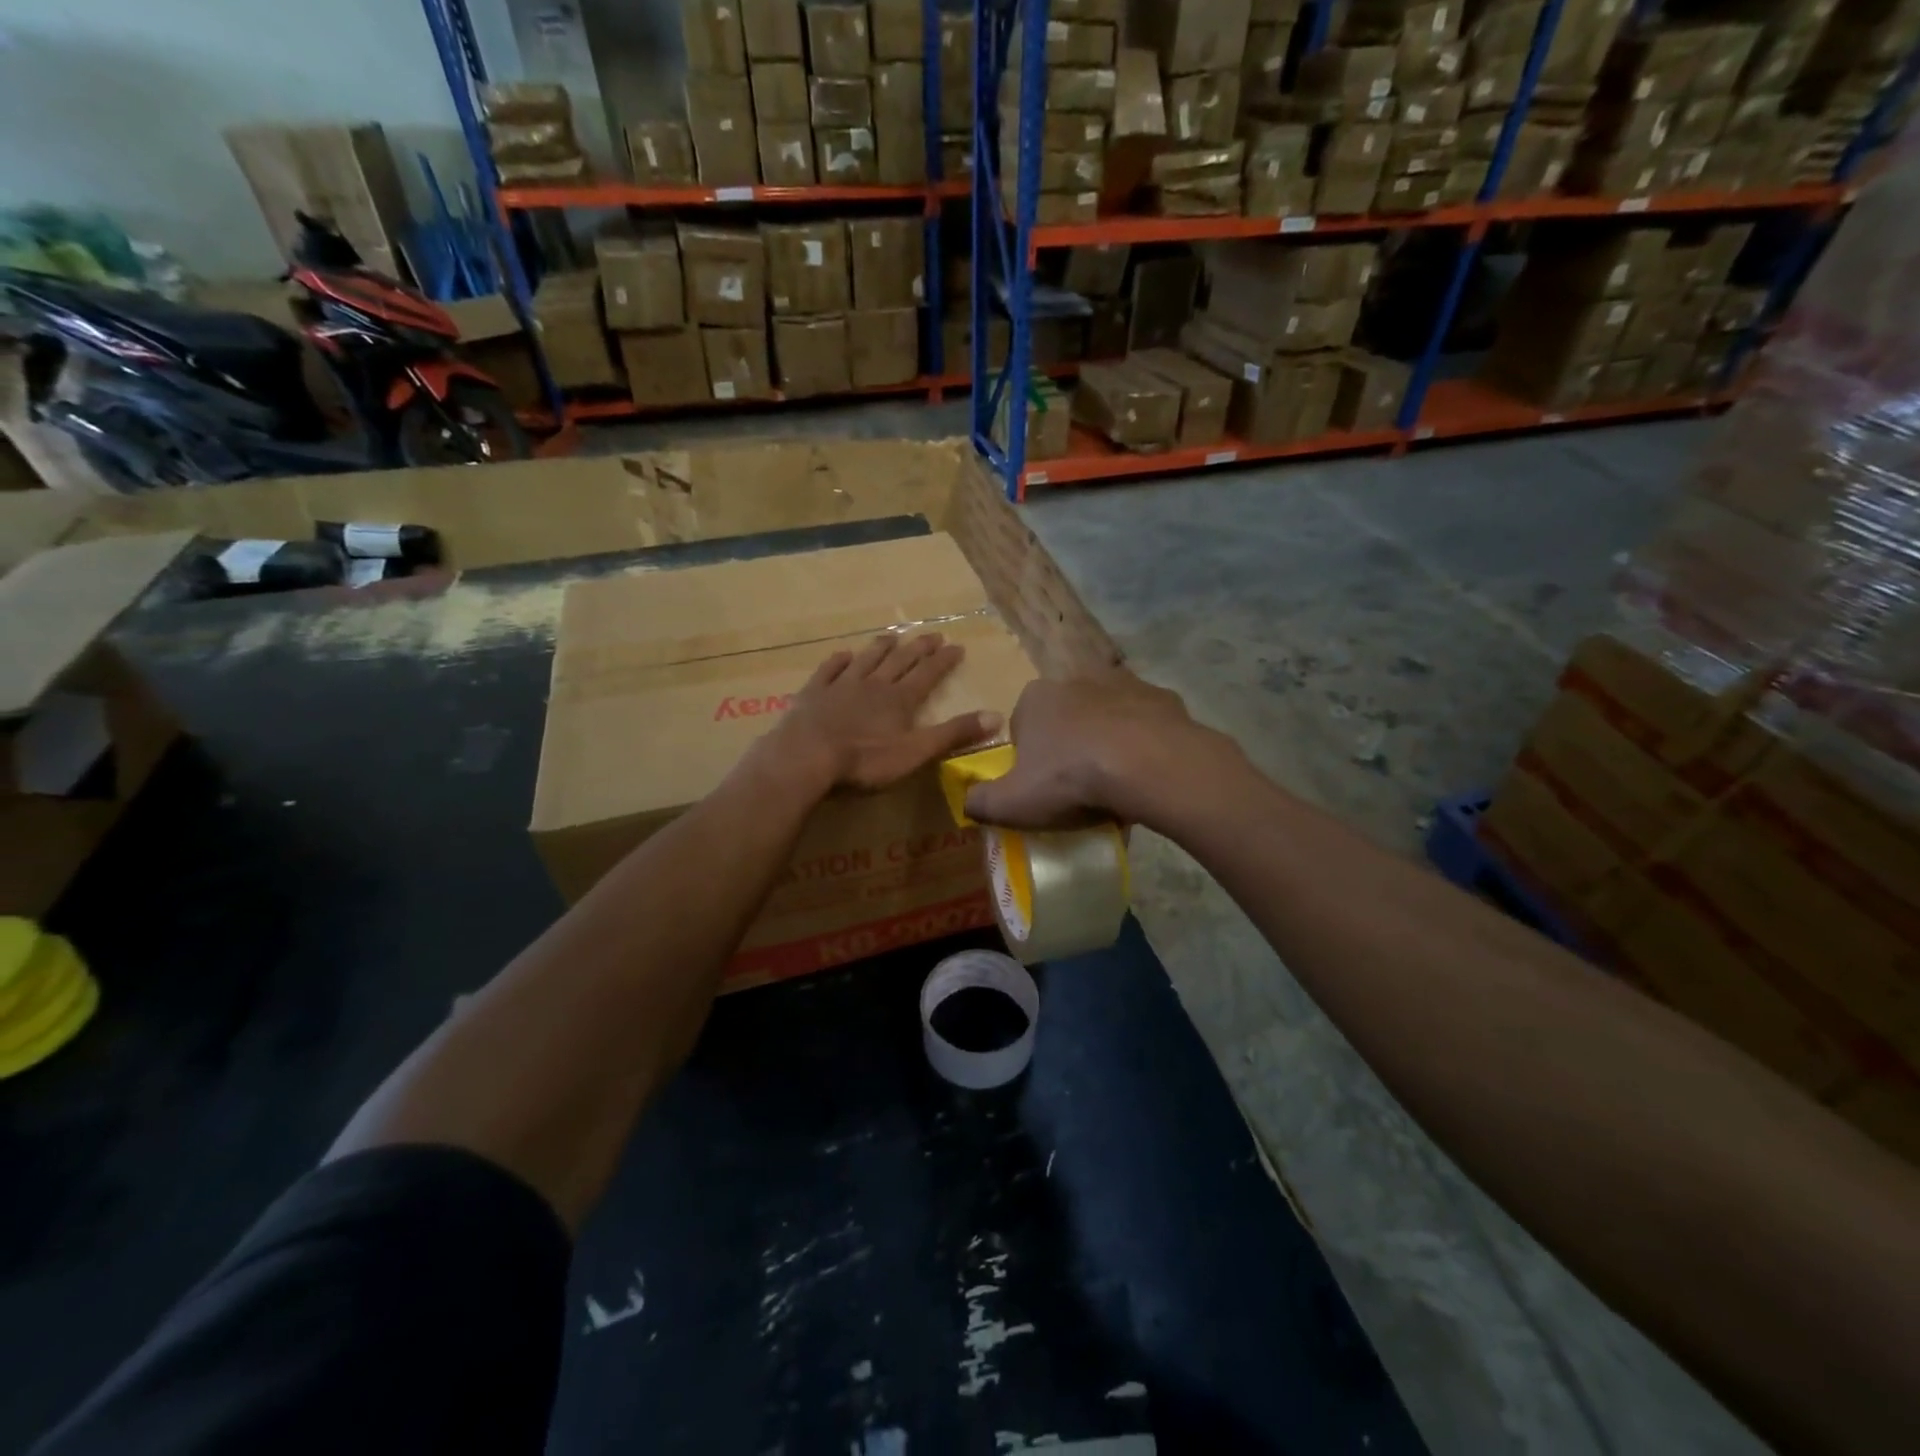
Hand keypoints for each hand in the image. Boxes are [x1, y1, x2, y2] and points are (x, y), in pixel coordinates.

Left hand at [757, 632, 1000, 795]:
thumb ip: (954, 734)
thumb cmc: (865, 760)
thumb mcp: (916, 752)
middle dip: (918, 648)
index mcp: (900, 700)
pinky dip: (838, 661)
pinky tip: (843, 655)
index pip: (927, 674)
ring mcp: (841, 686)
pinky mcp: (813, 694)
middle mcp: (873, 685)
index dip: (943, 660)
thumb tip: (996, 716)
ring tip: (892, 636)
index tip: (957, 646)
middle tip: (932, 635)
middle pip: (899, 661)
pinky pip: (828, 671)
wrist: (807, 757)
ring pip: (866, 660)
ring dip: (881, 648)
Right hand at [963, 674, 1234, 830]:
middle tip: (1079, 788)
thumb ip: (980, 802)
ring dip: (1107, 741)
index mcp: (1035, 698)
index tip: (1042, 788)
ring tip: (1116, 783)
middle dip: (1069, 746)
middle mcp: (1076, 680)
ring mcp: (1123, 684)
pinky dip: (1144, 743)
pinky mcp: (1162, 697)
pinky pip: (1146, 724)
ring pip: (1107, 717)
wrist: (1149, 765)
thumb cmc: (1070, 779)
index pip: (1022, 727)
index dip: (1029, 759)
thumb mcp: (1011, 803)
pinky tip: (1147, 773)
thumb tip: (967, 802)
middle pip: (1065, 718)